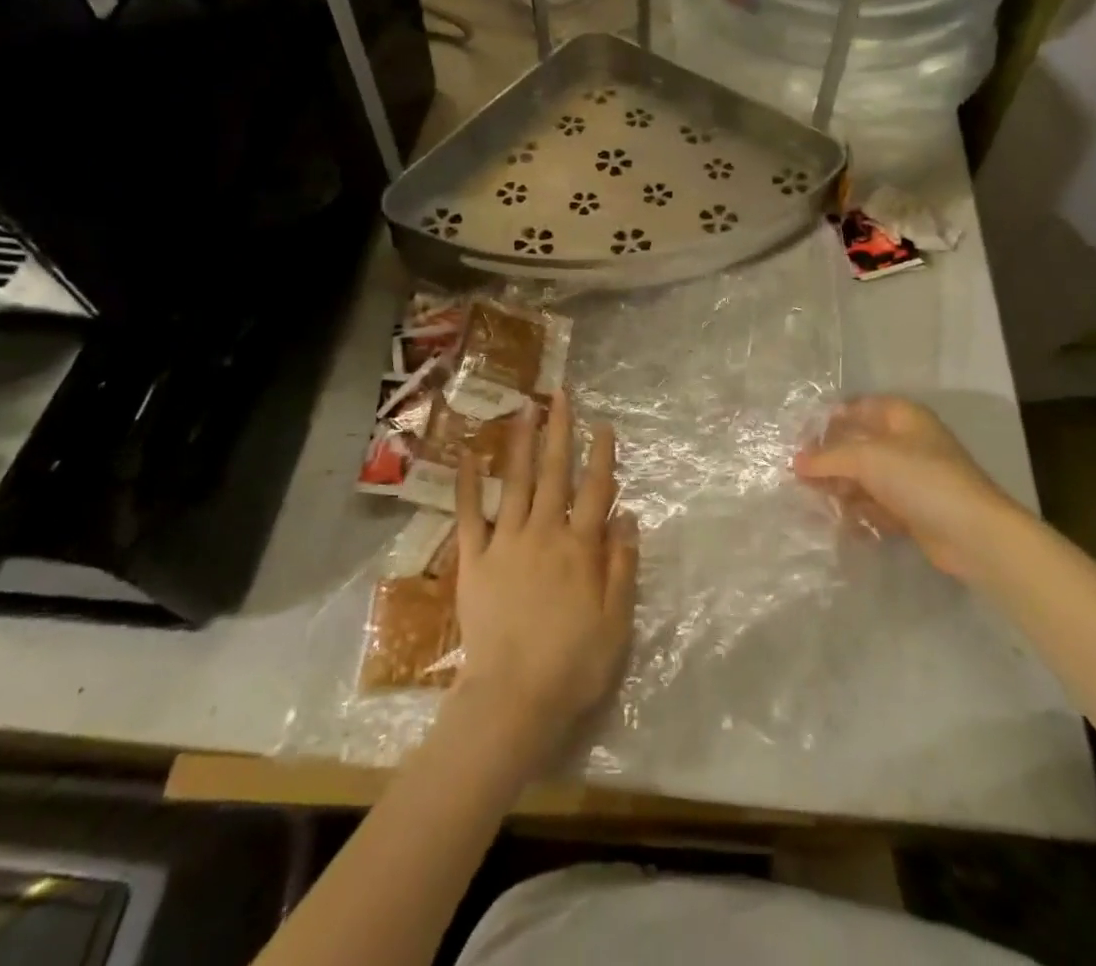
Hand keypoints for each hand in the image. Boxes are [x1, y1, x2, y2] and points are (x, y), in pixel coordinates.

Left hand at [451, 389, 637, 766]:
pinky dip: (468, 484)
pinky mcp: (474, 560)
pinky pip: (470, 515)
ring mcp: (506, 543)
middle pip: (555, 473)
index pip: (596, 490)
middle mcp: (544, 533)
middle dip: (560, 431)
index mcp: (580, 548)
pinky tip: (468, 456)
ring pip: (516, 482)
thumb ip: (622, 565)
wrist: (512, 700)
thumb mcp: (616, 621)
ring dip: (522, 443)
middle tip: (560, 395)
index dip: (602, 455)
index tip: (603, 425)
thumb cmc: (573, 665)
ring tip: (525, 409)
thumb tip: (627, 515)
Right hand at [793, 395, 1012, 578]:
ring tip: (814, 502)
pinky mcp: (914, 510)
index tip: (799, 440)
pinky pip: (877, 505)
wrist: (973, 533)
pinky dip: (860, 512)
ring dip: (842, 489)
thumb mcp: (868, 459)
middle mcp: (907, 442)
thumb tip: (796, 462)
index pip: (858, 408)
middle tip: (799, 476)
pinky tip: (841, 522)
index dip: (828, 421)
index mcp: (902, 417)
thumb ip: (829, 458)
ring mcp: (912, 478)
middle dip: (830, 460)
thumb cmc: (921, 479)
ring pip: (866, 478)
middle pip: (859, 445)